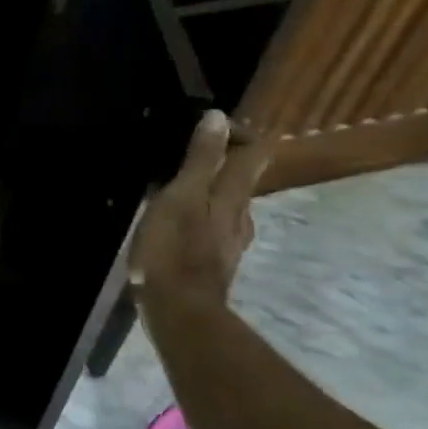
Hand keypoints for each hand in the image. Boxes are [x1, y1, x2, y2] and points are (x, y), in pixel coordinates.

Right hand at [132, 109, 269, 306]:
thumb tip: (218, 118)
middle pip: (243, 180)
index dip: (241, 133)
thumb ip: (201, 160)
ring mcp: (229, 243)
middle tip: (194, 150)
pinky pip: (213, 227)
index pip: (253, 153)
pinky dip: (202, 215)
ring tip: (182, 184)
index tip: (213, 124)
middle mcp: (239, 216)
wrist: (178, 311)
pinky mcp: (213, 263)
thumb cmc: (174, 249)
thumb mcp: (182, 197)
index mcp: (232, 196)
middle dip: (226, 161)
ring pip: (229, 205)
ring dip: (212, 189)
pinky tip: (181, 222)